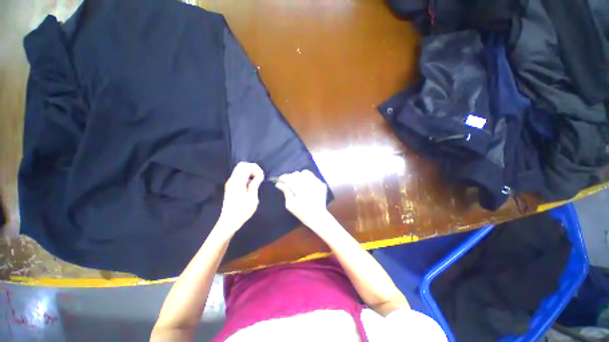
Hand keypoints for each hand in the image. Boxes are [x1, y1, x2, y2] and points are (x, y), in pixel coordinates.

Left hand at [217, 162, 263, 234]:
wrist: (229, 221)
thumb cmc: (242, 211)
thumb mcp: (252, 198)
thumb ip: (255, 184)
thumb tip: (258, 176)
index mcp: (238, 182)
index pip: (246, 166)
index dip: (256, 169)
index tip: (261, 178)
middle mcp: (232, 180)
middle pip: (242, 165)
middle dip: (252, 168)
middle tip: (259, 177)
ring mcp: (230, 182)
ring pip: (240, 169)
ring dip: (249, 172)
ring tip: (256, 181)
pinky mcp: (230, 186)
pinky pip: (238, 175)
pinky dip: (246, 176)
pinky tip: (250, 185)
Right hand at [275, 170, 329, 229]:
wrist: (318, 217)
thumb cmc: (302, 212)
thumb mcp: (290, 204)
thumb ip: (286, 192)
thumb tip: (279, 184)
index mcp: (300, 190)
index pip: (289, 178)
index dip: (283, 177)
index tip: (279, 180)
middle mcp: (309, 184)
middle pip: (296, 174)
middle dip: (290, 177)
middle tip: (287, 183)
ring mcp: (317, 183)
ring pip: (305, 172)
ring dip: (299, 176)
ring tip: (297, 183)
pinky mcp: (321, 184)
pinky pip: (312, 176)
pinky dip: (307, 178)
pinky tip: (305, 185)